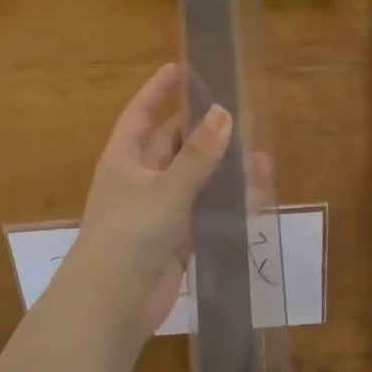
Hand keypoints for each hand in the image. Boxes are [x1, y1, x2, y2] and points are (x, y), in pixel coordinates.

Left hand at [73, 64, 232, 337]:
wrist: (113, 303)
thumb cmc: (131, 233)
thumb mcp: (167, 187)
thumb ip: (199, 154)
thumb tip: (225, 113)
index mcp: (125, 158)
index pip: (141, 113)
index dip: (158, 90)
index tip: (181, 68)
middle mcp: (140, 179)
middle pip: (174, 145)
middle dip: (204, 132)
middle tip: (240, 115)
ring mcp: (157, 211)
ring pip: (194, 181)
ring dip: (221, 170)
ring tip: (258, 158)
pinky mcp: (174, 240)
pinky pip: (203, 213)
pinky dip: (225, 205)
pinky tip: (254, 198)